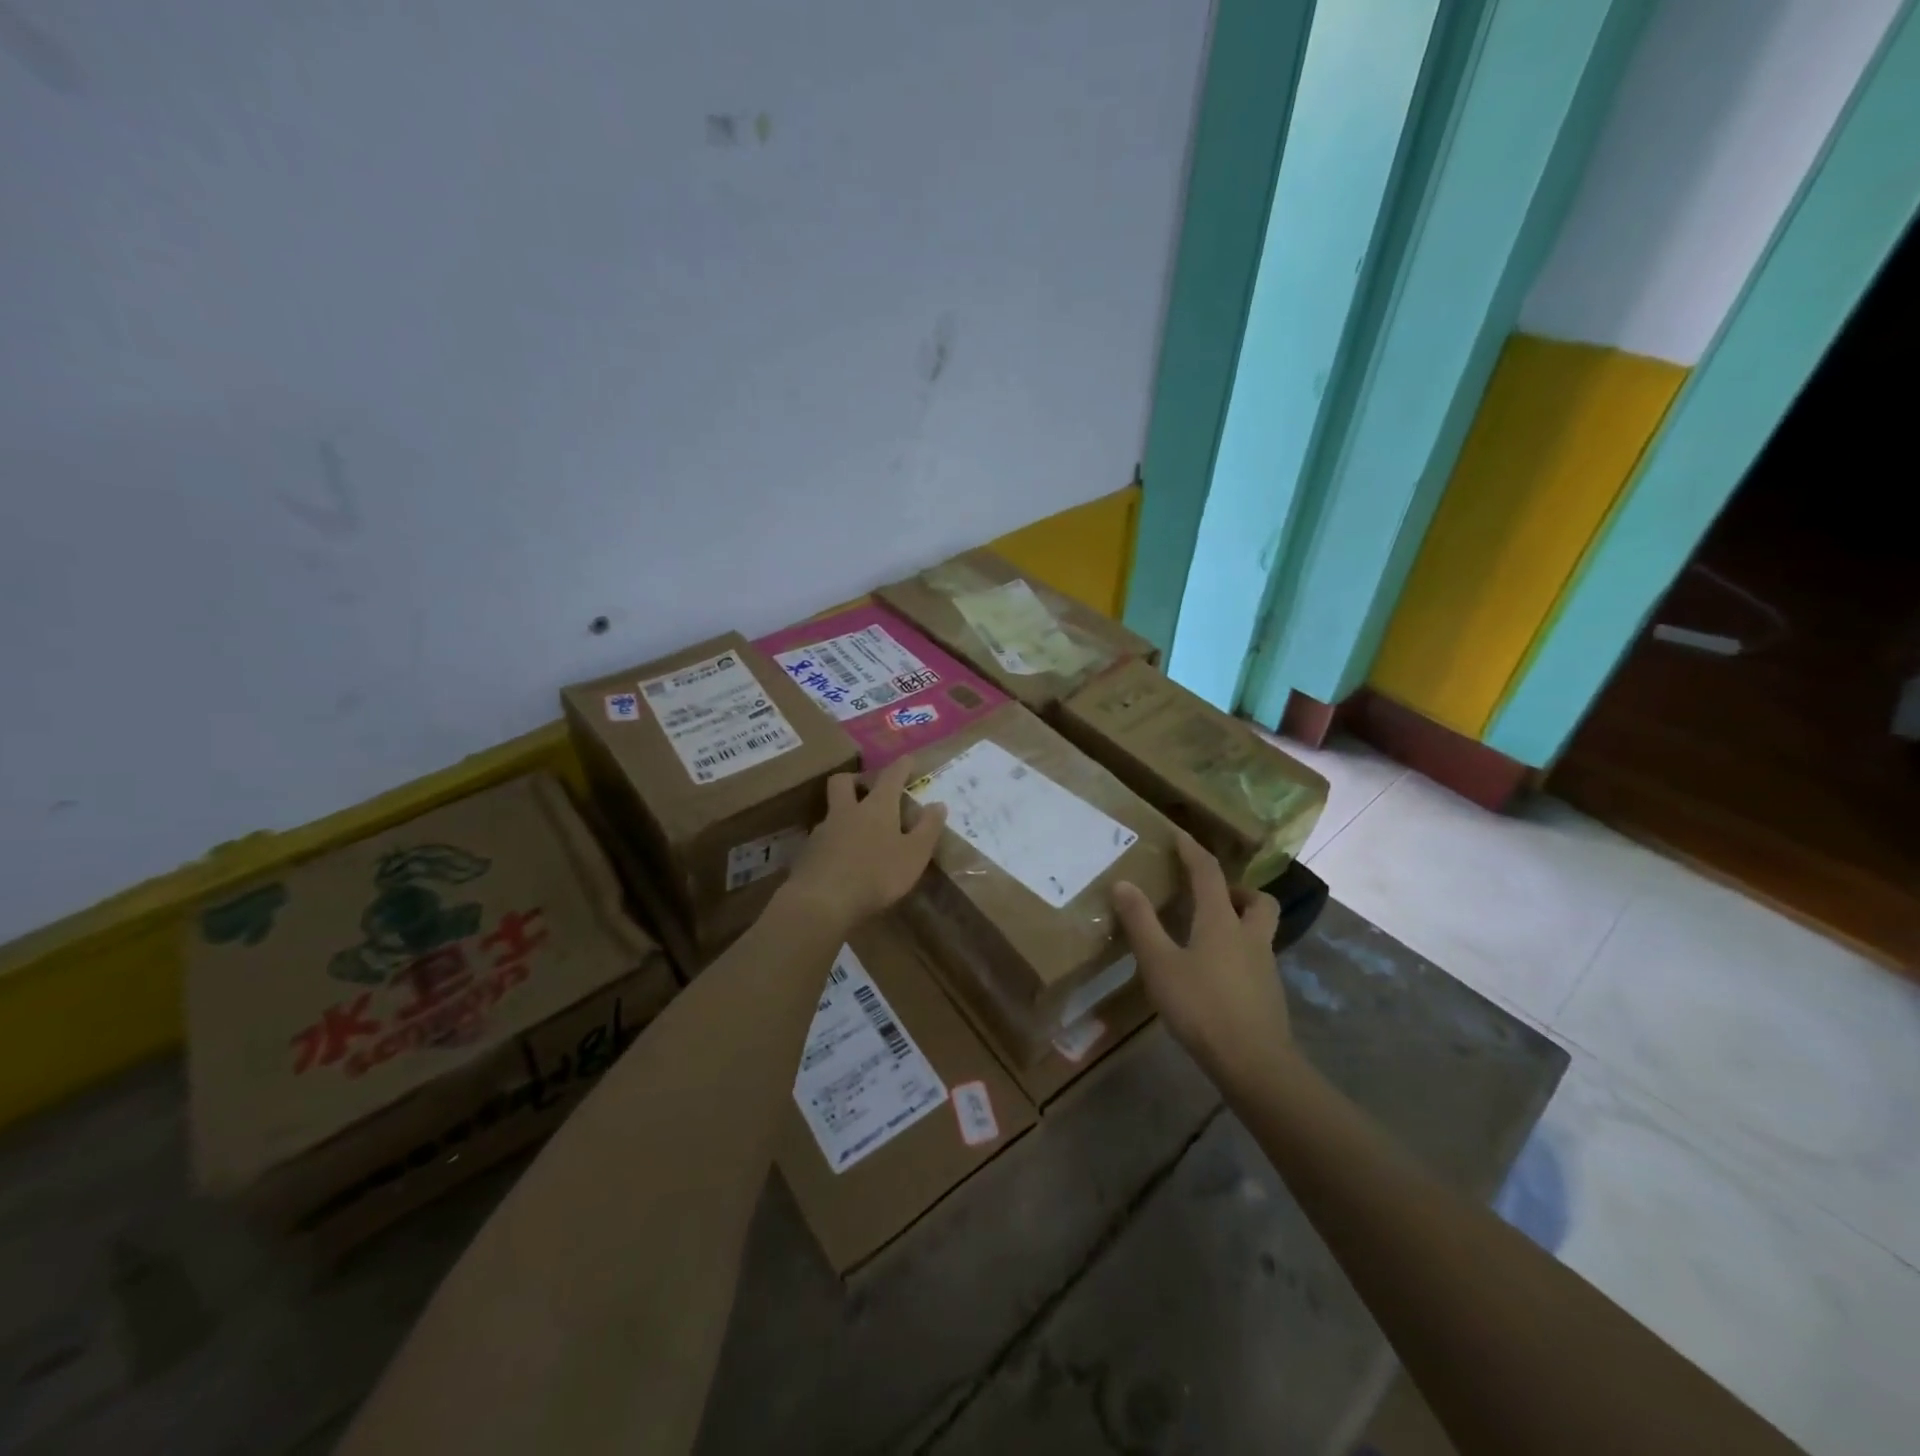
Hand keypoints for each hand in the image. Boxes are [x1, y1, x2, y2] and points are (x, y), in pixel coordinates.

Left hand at [780, 759, 947, 933]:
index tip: (909, 759)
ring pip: (831, 811)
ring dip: (844, 813)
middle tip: (868, 788)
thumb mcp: (914, 855)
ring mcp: (822, 831)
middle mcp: (847, 811)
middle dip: (856, 779)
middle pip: (844, 781)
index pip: (891, 776)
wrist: (822, 901)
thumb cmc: (876, 874)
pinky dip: (834, 841)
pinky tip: (841, 859)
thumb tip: (938, 804)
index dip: (902, 765)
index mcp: (876, 807)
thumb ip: (928, 829)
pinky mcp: (807, 853)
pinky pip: (822, 838)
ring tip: (857, 831)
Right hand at [1112, 830, 1286, 1079]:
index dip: (1193, 851)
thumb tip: (1123, 883)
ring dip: (1241, 920)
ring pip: (1260, 930)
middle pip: (1258, 900)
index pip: (1209, 873)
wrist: (1254, 1063)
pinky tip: (1215, 974)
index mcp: (1221, 921)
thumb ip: (1141, 923)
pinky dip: (1238, 953)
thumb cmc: (1201, 1006)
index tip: (1180, 835)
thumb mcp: (1159, 963)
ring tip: (1208, 934)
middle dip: (1237, 889)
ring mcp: (1264, 966)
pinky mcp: (1269, 994)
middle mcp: (1249, 936)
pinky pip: (1256, 959)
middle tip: (1212, 895)